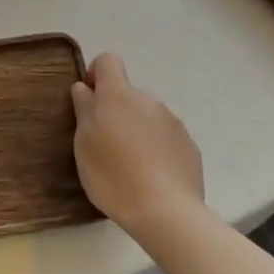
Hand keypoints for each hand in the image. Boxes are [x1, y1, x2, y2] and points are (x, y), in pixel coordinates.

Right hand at [71, 53, 204, 244]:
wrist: (166, 212)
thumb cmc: (113, 175)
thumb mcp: (84, 143)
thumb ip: (84, 109)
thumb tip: (85, 88)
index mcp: (119, 96)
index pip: (108, 61)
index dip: (96, 74)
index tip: (89, 101)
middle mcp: (148, 101)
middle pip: (127, 93)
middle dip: (114, 110)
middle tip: (103, 144)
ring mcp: (172, 122)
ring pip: (146, 116)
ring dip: (135, 129)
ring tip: (128, 164)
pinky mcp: (189, 145)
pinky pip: (164, 136)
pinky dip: (154, 147)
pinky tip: (150, 175)